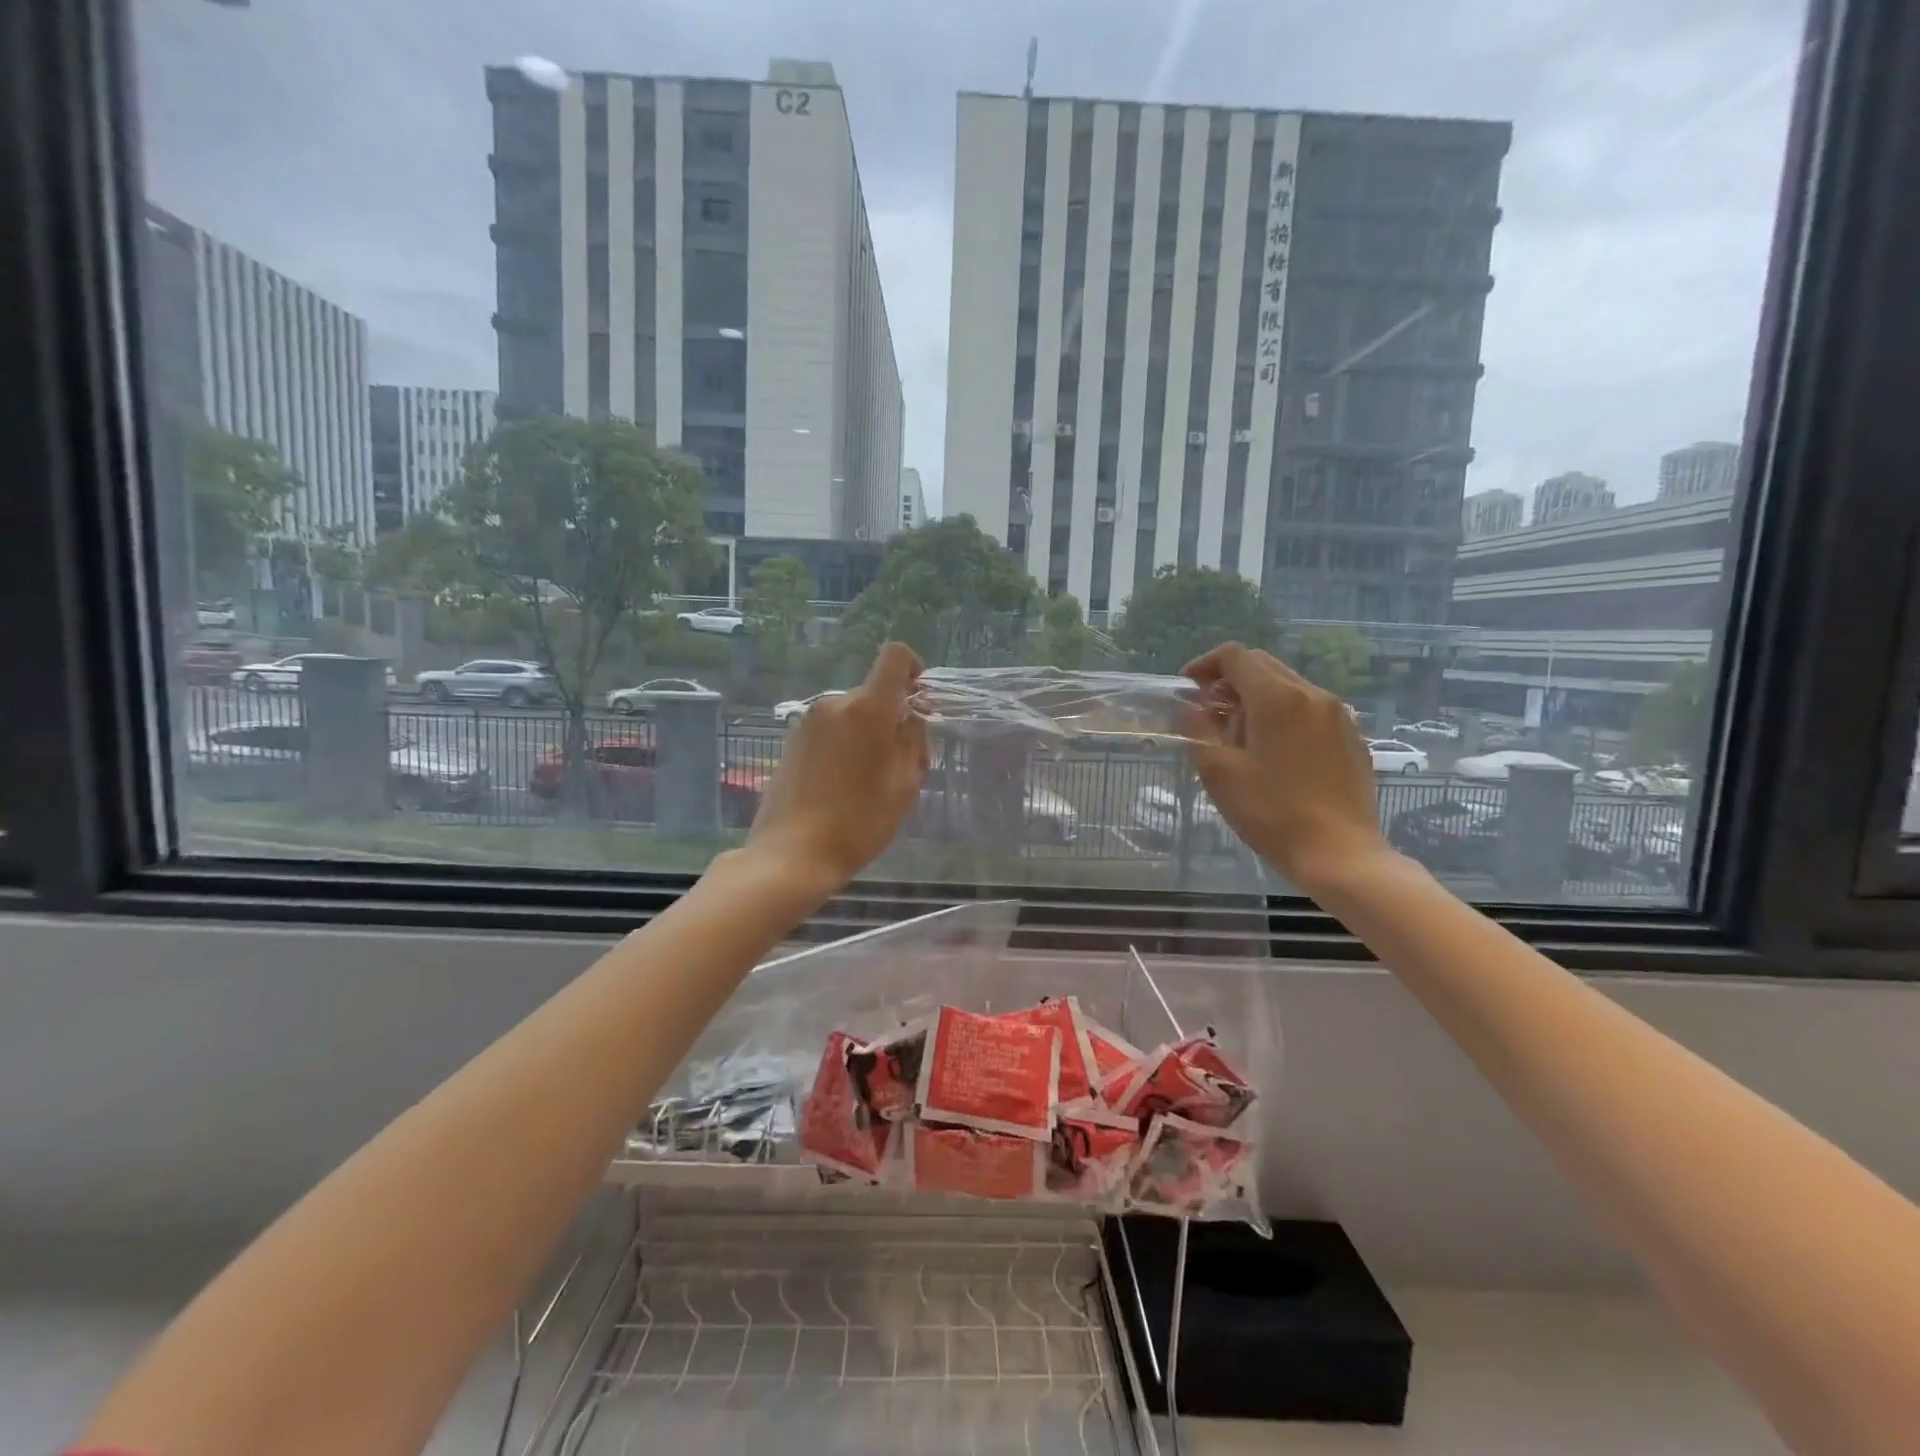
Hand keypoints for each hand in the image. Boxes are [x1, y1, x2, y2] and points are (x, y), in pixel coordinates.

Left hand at [745, 642, 929, 893]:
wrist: (792, 854)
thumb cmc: (858, 822)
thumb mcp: (904, 785)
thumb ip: (913, 741)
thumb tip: (911, 716)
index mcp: (867, 708)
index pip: (895, 657)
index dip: (913, 668)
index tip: (918, 700)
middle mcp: (835, 703)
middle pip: (875, 694)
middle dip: (893, 719)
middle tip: (904, 765)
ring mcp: (808, 721)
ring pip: (852, 714)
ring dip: (868, 734)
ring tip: (872, 781)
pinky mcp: (792, 740)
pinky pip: (831, 729)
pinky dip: (845, 744)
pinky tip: (844, 785)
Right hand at [1181, 643, 1393, 891]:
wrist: (1340, 853)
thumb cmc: (1271, 812)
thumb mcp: (1219, 772)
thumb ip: (1197, 730)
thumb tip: (1187, 708)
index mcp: (1276, 697)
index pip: (1235, 656)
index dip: (1205, 665)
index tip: (1187, 688)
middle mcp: (1311, 694)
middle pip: (1263, 665)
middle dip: (1230, 679)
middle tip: (1208, 711)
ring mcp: (1337, 715)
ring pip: (1288, 686)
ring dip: (1257, 697)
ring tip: (1239, 734)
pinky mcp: (1351, 737)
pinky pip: (1310, 709)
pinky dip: (1284, 714)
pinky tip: (1275, 751)